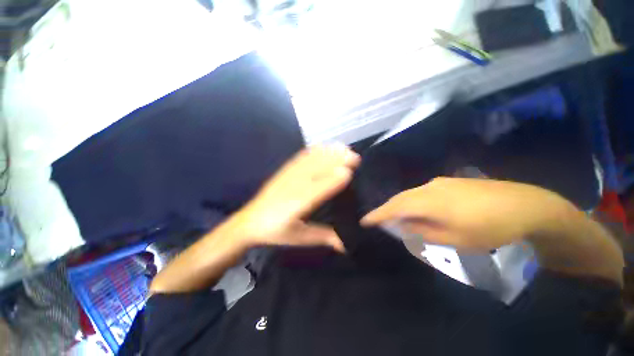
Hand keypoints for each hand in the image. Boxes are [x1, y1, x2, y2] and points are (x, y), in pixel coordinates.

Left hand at [233, 145, 360, 251]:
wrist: (249, 222)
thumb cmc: (276, 232)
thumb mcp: (300, 238)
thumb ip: (323, 238)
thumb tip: (346, 245)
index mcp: (295, 206)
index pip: (316, 191)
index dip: (331, 181)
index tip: (348, 172)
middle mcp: (292, 188)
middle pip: (315, 171)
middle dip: (334, 161)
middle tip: (354, 156)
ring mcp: (286, 177)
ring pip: (308, 161)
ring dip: (326, 153)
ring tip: (342, 148)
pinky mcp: (283, 171)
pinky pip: (299, 158)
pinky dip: (312, 151)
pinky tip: (322, 146)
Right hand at [361, 177, 570, 251]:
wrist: (527, 206)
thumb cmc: (490, 229)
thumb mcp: (454, 239)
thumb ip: (423, 231)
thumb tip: (401, 225)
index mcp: (428, 201)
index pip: (394, 208)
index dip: (377, 214)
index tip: (364, 221)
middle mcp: (429, 187)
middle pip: (400, 198)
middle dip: (387, 209)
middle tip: (378, 219)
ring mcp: (441, 182)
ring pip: (412, 194)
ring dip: (401, 205)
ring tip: (397, 216)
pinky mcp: (451, 182)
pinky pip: (423, 192)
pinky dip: (415, 201)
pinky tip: (420, 208)